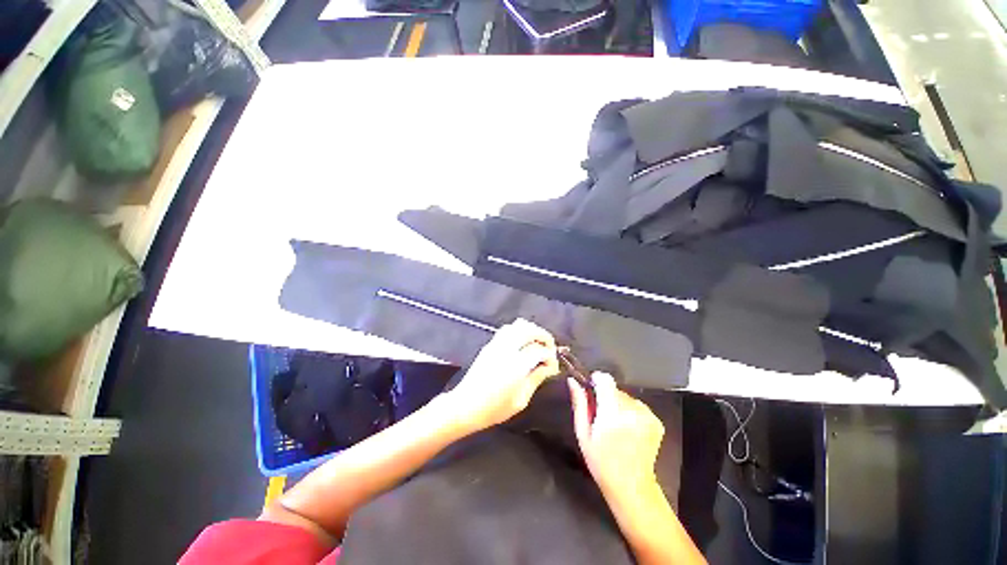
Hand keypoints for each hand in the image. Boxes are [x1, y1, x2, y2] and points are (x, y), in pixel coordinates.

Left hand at [444, 319, 559, 432]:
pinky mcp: (490, 345)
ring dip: (532, 330)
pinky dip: (519, 330)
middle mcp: (507, 349)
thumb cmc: (494, 409)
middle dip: (544, 337)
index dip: (551, 357)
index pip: (540, 351)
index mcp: (516, 365)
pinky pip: (507, 329)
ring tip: (538, 343)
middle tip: (550, 349)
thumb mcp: (520, 400)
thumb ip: (536, 379)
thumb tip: (548, 367)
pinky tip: (523, 342)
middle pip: (530, 330)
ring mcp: (496, 344)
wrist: (465, 405)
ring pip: (518, 325)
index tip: (553, 367)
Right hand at [568, 372, 664, 503]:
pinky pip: (637, 406)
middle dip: (606, 397)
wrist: (632, 487)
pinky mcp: (656, 421)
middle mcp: (633, 409)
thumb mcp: (583, 433)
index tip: (591, 392)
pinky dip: (631, 413)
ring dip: (618, 405)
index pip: (605, 379)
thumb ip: (579, 403)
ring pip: (626, 397)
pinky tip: (628, 430)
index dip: (596, 381)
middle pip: (615, 388)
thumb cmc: (601, 461)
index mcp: (612, 412)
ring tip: (615, 426)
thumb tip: (573, 381)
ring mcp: (647, 415)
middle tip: (601, 417)